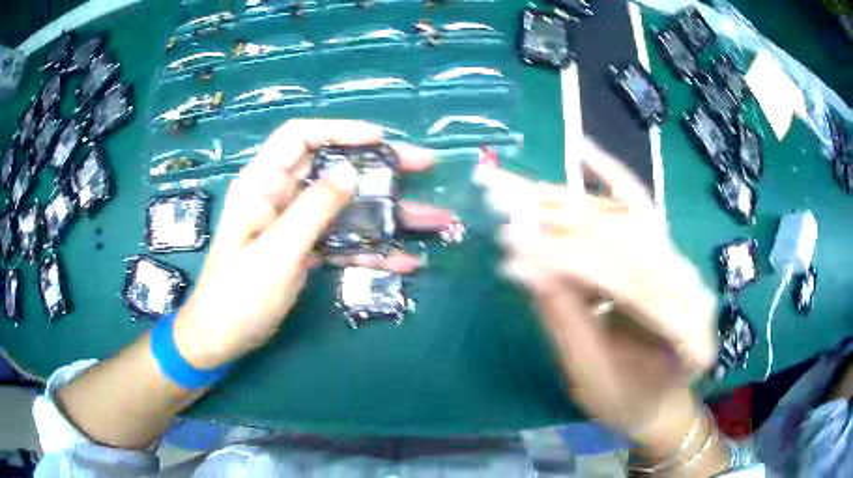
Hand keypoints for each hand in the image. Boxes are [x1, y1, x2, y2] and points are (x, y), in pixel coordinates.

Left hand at [173, 119, 453, 368]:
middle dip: (380, 167)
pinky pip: (343, 240)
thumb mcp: (276, 253)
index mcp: (262, 184)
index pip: (299, 137)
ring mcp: (295, 223)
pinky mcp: (305, 248)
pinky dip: (373, 249)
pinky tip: (407, 261)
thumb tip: (350, 173)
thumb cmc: (239, 296)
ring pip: (346, 206)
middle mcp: (280, 196)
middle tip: (425, 165)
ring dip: (389, 213)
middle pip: (333, 167)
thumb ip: (312, 210)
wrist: (223, 338)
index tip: (380, 139)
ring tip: (434, 219)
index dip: (339, 130)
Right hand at [477, 141, 717, 442]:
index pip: (626, 285)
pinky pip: (639, 209)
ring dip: (568, 201)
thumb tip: (523, 264)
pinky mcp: (666, 253)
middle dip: (558, 220)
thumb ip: (565, 319)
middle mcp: (693, 286)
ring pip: (626, 218)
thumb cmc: (627, 401)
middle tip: (499, 199)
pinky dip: (610, 178)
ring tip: (514, 187)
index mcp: (687, 334)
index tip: (510, 247)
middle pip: (626, 240)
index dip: (566, 263)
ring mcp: (681, 264)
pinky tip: (585, 152)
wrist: (660, 401)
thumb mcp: (591, 376)